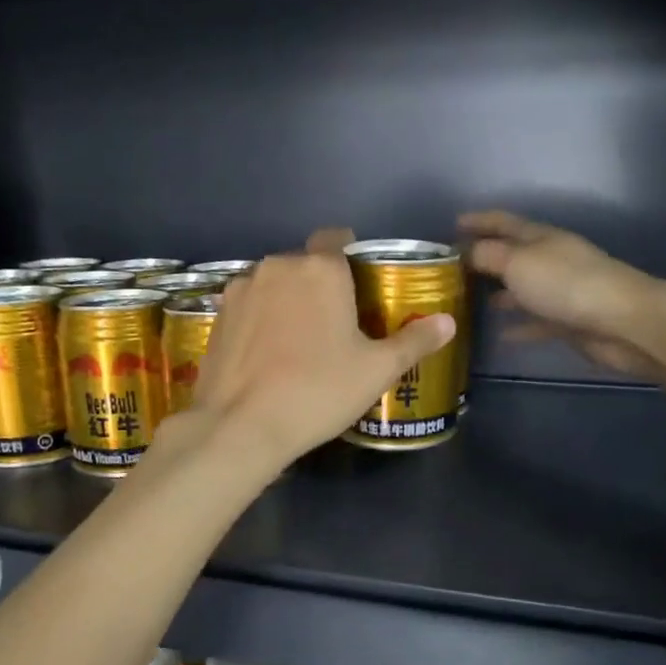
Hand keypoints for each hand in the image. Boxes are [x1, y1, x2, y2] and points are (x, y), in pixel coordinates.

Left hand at [188, 246, 454, 467]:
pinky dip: (260, 320)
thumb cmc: (319, 391)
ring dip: (287, 301)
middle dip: (320, 285)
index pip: (337, 238)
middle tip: (335, 326)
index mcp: (320, 269)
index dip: (351, 258)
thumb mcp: (377, 370)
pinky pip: (249, 307)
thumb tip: (448, 322)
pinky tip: (267, 356)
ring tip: (298, 343)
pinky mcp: (217, 316)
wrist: (242, 426)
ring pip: (274, 284)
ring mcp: (241, 289)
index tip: (359, 290)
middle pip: (305, 264)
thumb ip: (414, 341)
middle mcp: (277, 266)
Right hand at [458, 210, 665, 379]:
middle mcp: (550, 260)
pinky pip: (536, 321)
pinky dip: (519, 325)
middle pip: (512, 255)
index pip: (504, 223)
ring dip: (499, 293)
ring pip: (522, 289)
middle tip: (454, 269)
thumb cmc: (566, 284)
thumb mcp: (518, 263)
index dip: (479, 221)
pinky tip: (501, 334)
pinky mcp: (568, 321)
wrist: (622, 322)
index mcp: (540, 238)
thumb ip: (488, 255)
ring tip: (469, 302)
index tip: (453, 224)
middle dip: (485, 258)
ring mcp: (561, 291)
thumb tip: (466, 251)